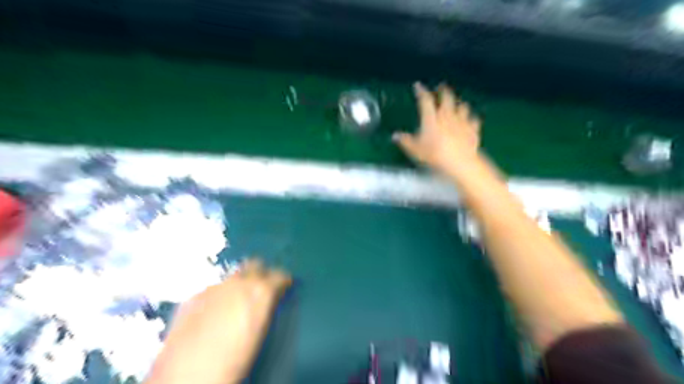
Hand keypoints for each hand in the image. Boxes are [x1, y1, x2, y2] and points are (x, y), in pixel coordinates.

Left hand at [147, 258, 289, 382]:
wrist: (187, 376)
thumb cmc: (234, 361)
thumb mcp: (260, 334)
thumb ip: (265, 310)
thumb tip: (268, 303)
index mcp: (260, 291)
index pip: (279, 275)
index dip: (283, 281)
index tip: (284, 287)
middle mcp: (238, 283)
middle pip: (255, 264)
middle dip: (260, 273)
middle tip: (260, 290)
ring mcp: (214, 287)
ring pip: (232, 277)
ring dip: (238, 285)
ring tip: (234, 306)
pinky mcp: (193, 297)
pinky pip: (212, 290)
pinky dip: (217, 297)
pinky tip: (211, 316)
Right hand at [393, 82, 482, 175]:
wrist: (459, 161)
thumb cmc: (434, 154)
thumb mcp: (415, 149)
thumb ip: (405, 141)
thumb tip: (395, 136)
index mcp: (431, 117)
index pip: (425, 99)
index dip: (421, 91)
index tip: (418, 86)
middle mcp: (447, 115)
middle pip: (447, 97)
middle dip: (444, 91)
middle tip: (441, 88)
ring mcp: (462, 121)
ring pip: (462, 106)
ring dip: (459, 105)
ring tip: (457, 105)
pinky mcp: (473, 129)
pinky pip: (473, 120)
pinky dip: (471, 120)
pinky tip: (471, 121)